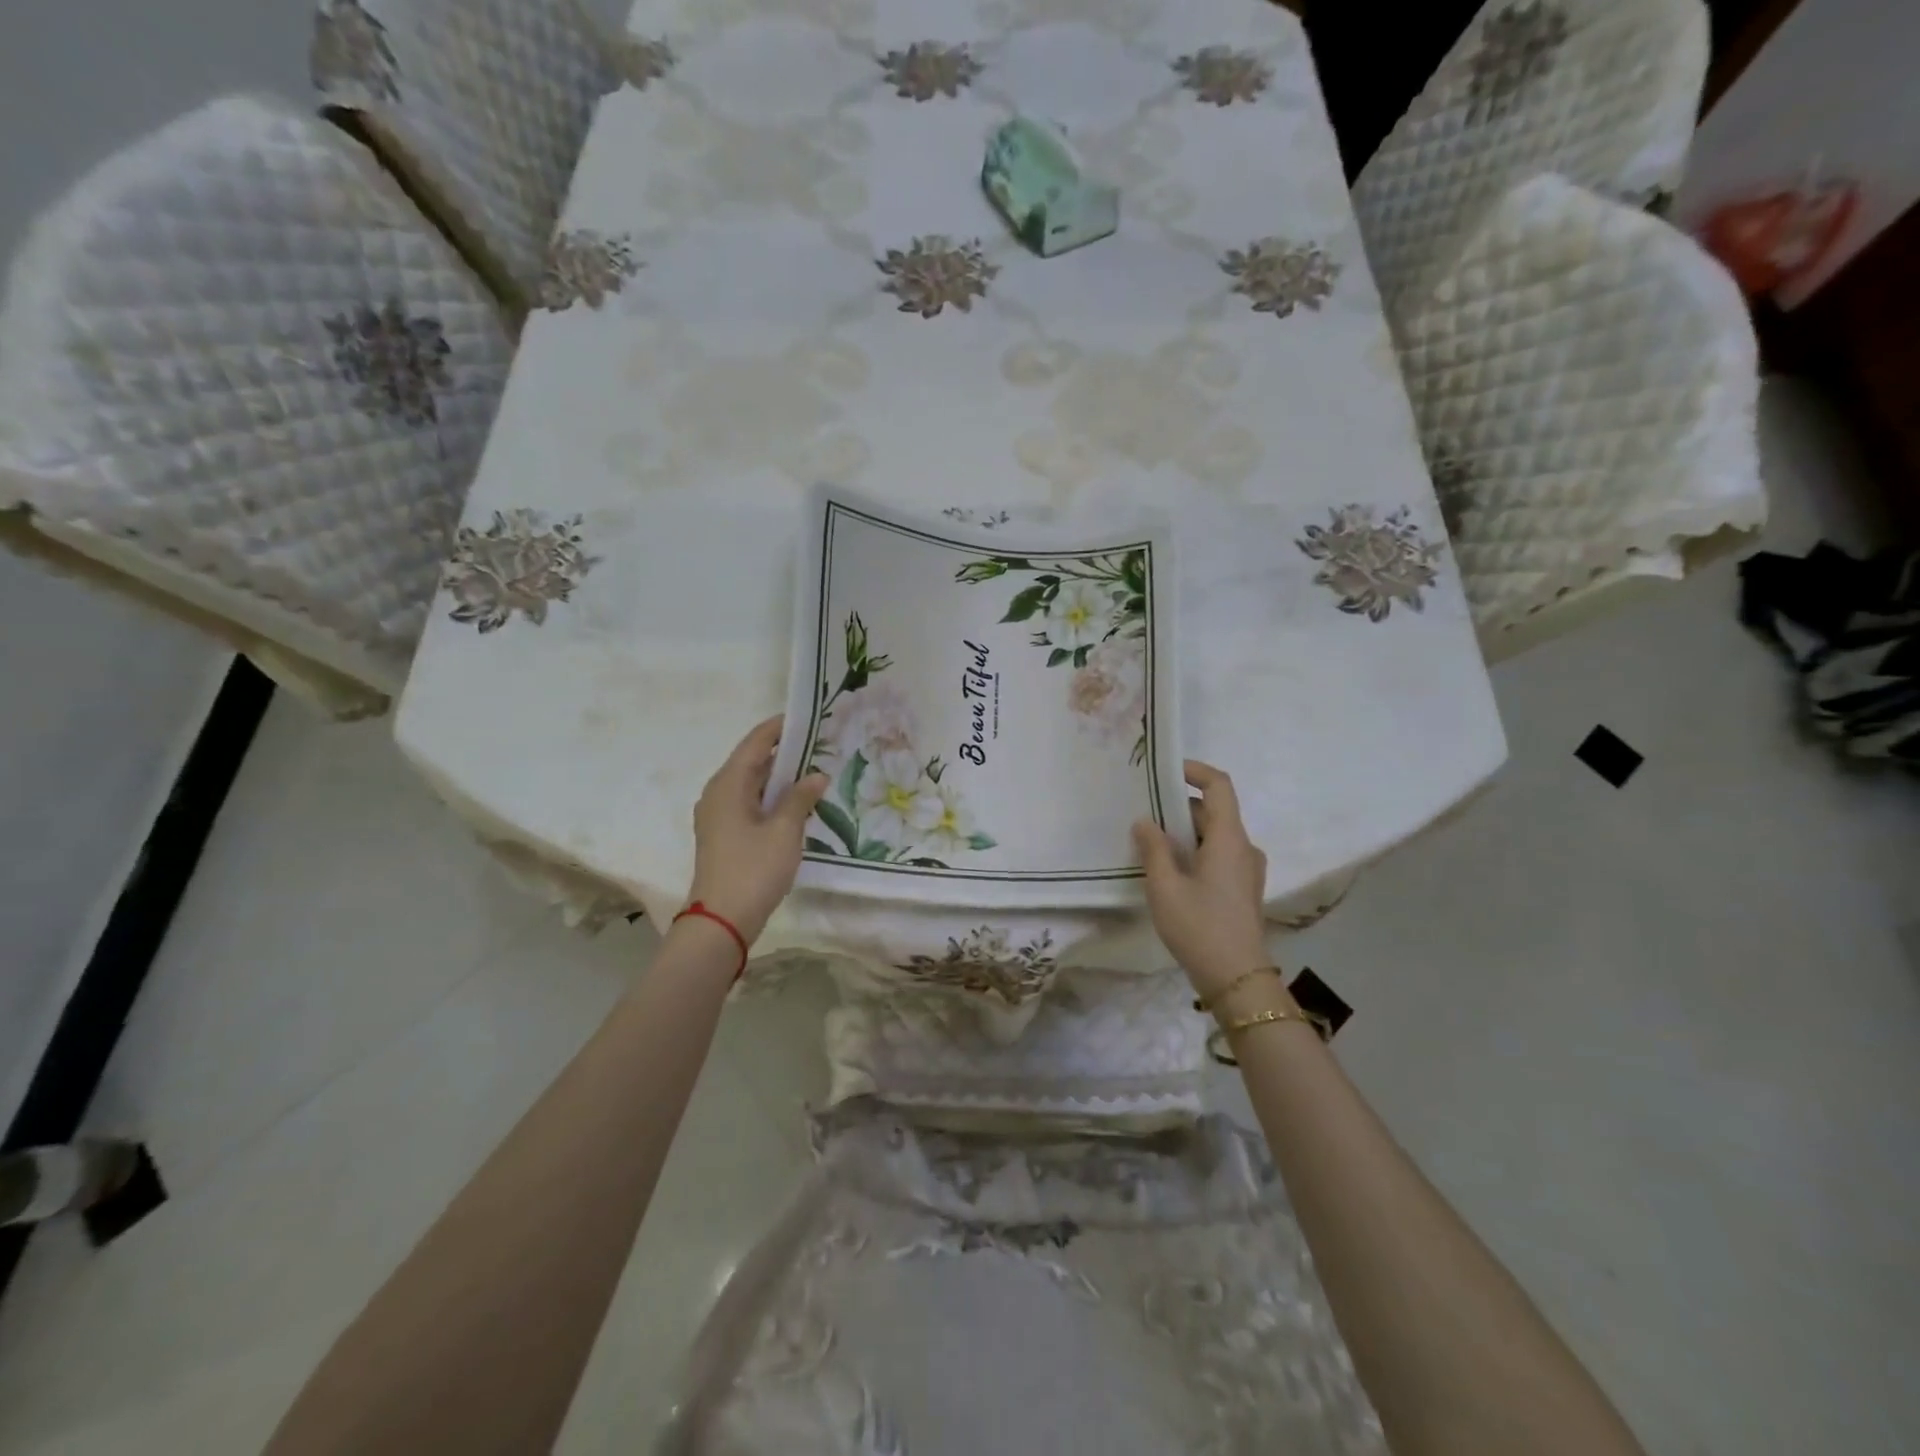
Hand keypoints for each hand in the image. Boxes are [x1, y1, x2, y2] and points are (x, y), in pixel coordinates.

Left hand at [686, 718, 828, 945]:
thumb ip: (801, 798)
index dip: (779, 728)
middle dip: (783, 752)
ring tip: (812, 770)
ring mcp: (718, 815)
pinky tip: (795, 803)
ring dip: (778, 777)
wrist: (722, 920)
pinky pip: (748, 803)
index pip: (755, 743)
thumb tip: (816, 775)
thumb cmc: (753, 869)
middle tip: (818, 744)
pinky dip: (770, 797)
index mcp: (728, 784)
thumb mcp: (785, 831)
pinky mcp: (723, 835)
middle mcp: (718, 793)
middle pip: (751, 762)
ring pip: (751, 784)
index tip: (807, 717)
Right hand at [1133, 761, 1272, 1000]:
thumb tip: (1145, 821)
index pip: (1219, 786)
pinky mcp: (1243, 888)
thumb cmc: (1199, 928)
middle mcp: (1244, 847)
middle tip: (1143, 812)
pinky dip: (1194, 850)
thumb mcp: (1165, 887)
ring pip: (1214, 835)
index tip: (1166, 770)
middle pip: (1214, 811)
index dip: (1195, 771)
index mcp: (1229, 839)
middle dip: (1179, 806)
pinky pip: (1218, 854)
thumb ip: (1153, 848)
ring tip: (1149, 842)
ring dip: (1185, 832)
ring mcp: (1247, 869)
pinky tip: (1169, 869)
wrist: (1237, 980)